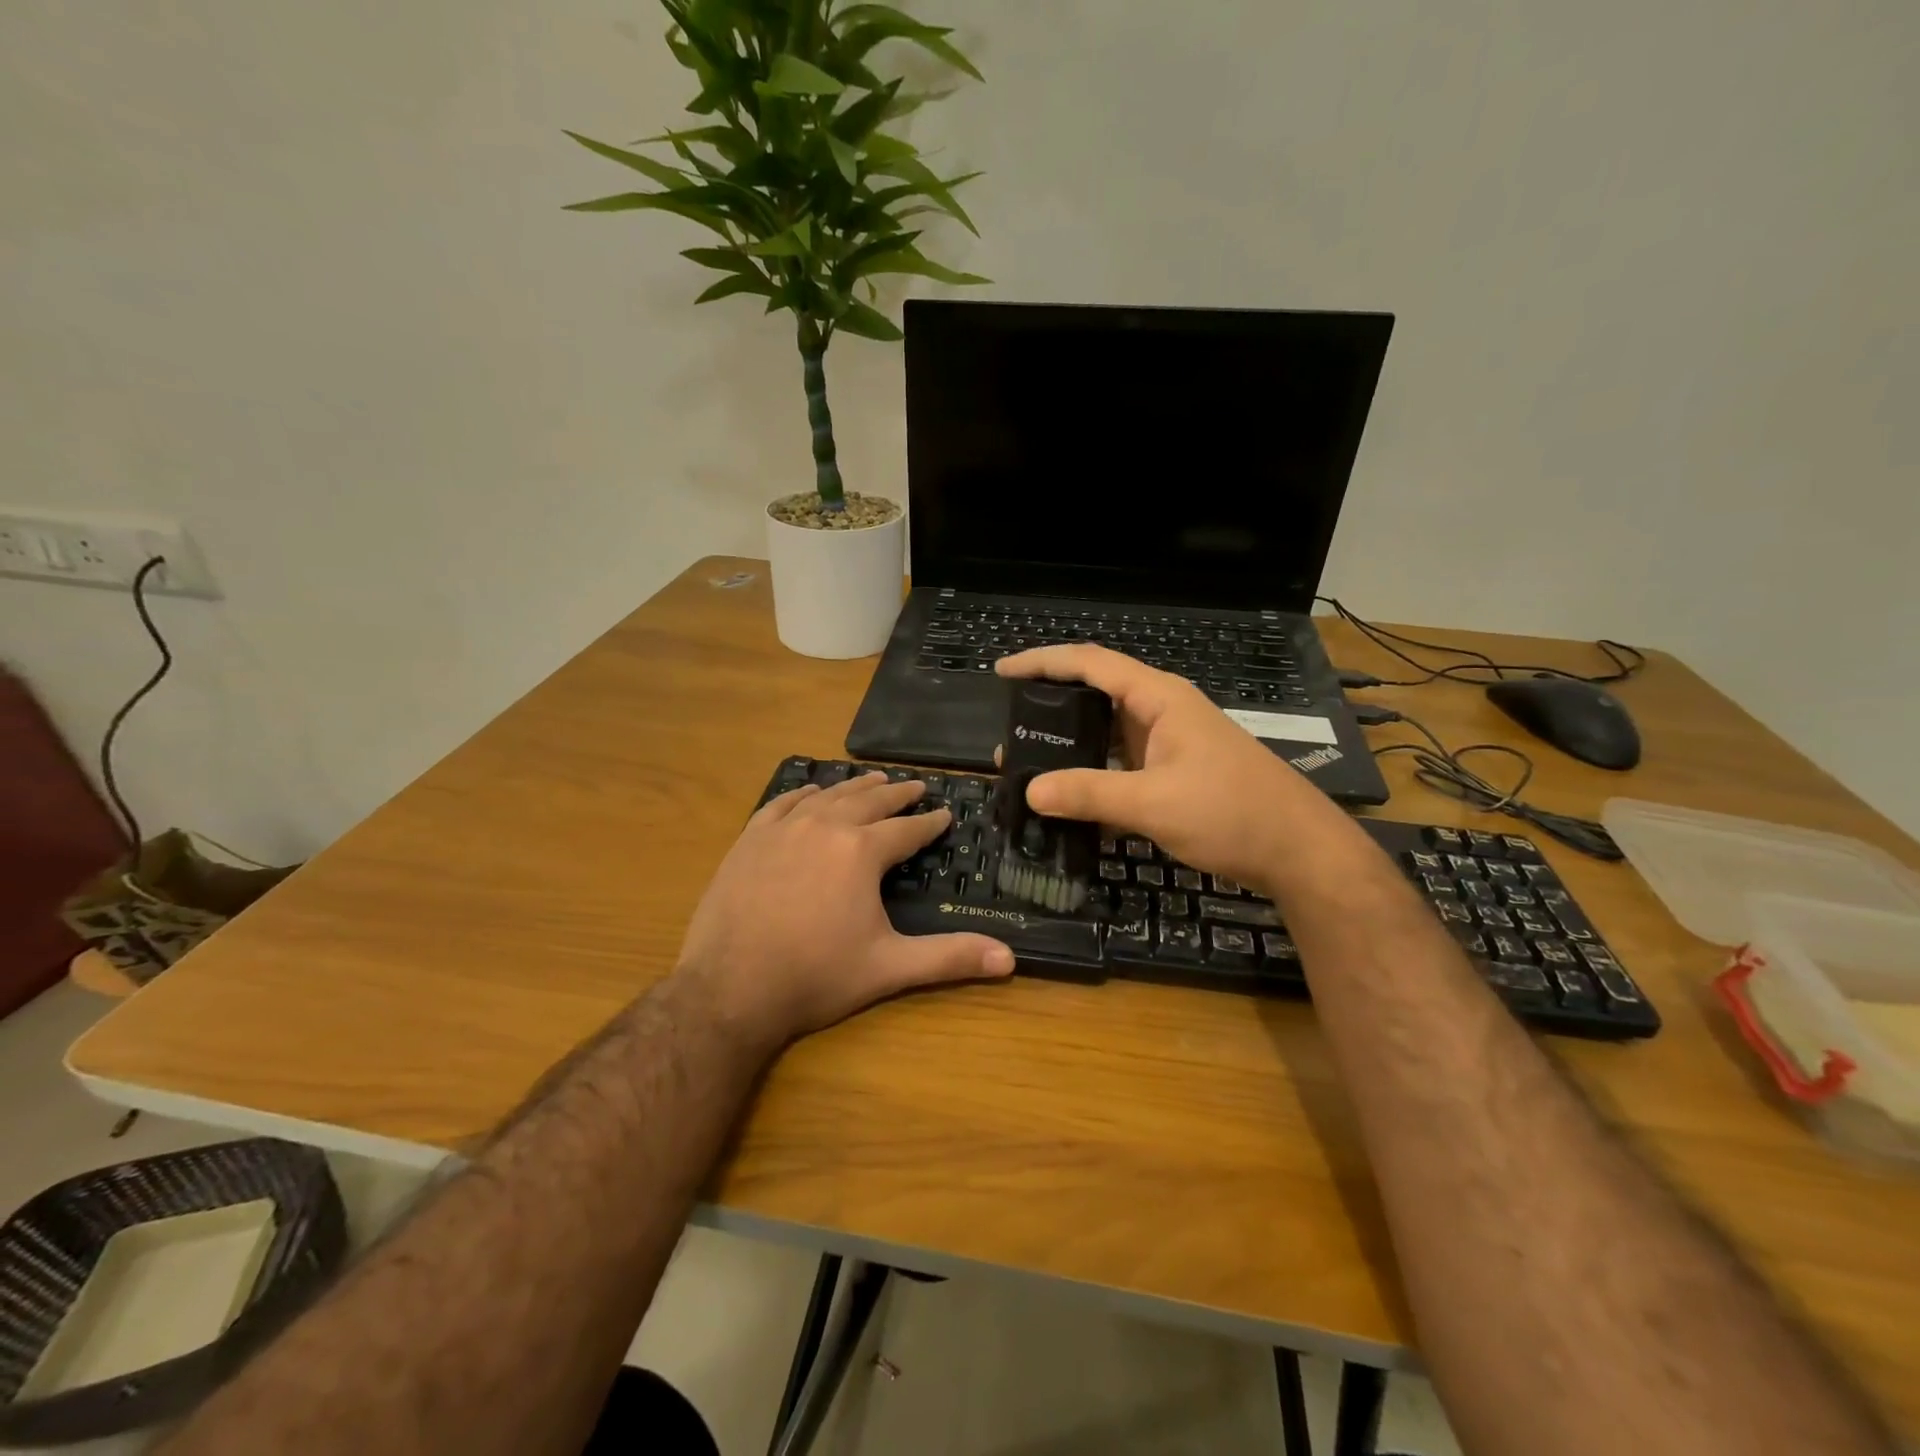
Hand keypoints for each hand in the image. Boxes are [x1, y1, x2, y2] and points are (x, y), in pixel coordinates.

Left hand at [676, 772, 1014, 1048]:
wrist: (729, 989)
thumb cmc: (816, 977)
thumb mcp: (889, 967)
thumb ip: (949, 957)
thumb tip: (1010, 959)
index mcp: (862, 851)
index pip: (907, 830)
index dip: (930, 822)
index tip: (946, 813)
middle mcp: (825, 826)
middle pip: (869, 801)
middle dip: (897, 794)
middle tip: (915, 786)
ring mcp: (783, 829)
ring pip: (828, 796)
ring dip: (855, 787)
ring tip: (874, 780)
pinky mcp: (750, 839)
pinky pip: (782, 804)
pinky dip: (803, 794)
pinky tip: (810, 793)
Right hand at [996, 645, 1348, 890]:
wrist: (1299, 851)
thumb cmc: (1231, 812)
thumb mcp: (1153, 802)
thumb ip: (1089, 794)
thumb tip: (1029, 792)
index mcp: (1158, 698)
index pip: (1089, 663)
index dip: (1042, 662)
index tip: (1001, 671)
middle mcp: (1161, 711)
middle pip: (1094, 694)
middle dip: (1049, 708)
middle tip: (1009, 732)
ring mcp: (1169, 742)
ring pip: (1106, 733)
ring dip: (1069, 746)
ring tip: (1028, 765)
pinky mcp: (1173, 772)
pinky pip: (1121, 764)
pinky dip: (1093, 775)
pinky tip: (1069, 800)